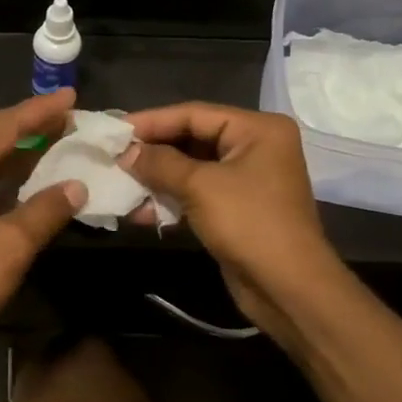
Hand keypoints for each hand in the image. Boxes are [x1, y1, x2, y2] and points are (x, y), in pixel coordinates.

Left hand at [0, 90, 88, 352]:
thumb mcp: (11, 244)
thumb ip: (47, 210)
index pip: (2, 126)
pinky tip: (27, 176)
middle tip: (66, 116)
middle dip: (27, 123)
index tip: (71, 97)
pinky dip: (2, 171)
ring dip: (16, 148)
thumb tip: (77, 186)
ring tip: (54, 139)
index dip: (39, 111)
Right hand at [123, 103, 342, 335]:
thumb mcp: (200, 186)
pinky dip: (170, 201)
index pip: (194, 114)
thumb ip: (160, 163)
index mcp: (257, 129)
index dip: (152, 121)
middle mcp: (255, 148)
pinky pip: (197, 195)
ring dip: (157, 179)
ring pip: (191, 170)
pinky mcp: (236, 210)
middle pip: (192, 139)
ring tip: (121, 186)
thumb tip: (126, 152)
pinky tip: (140, 213)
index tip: (115, 130)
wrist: (288, 287)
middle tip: (113, 157)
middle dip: (152, 152)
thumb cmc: (249, 224)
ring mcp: (246, 180)